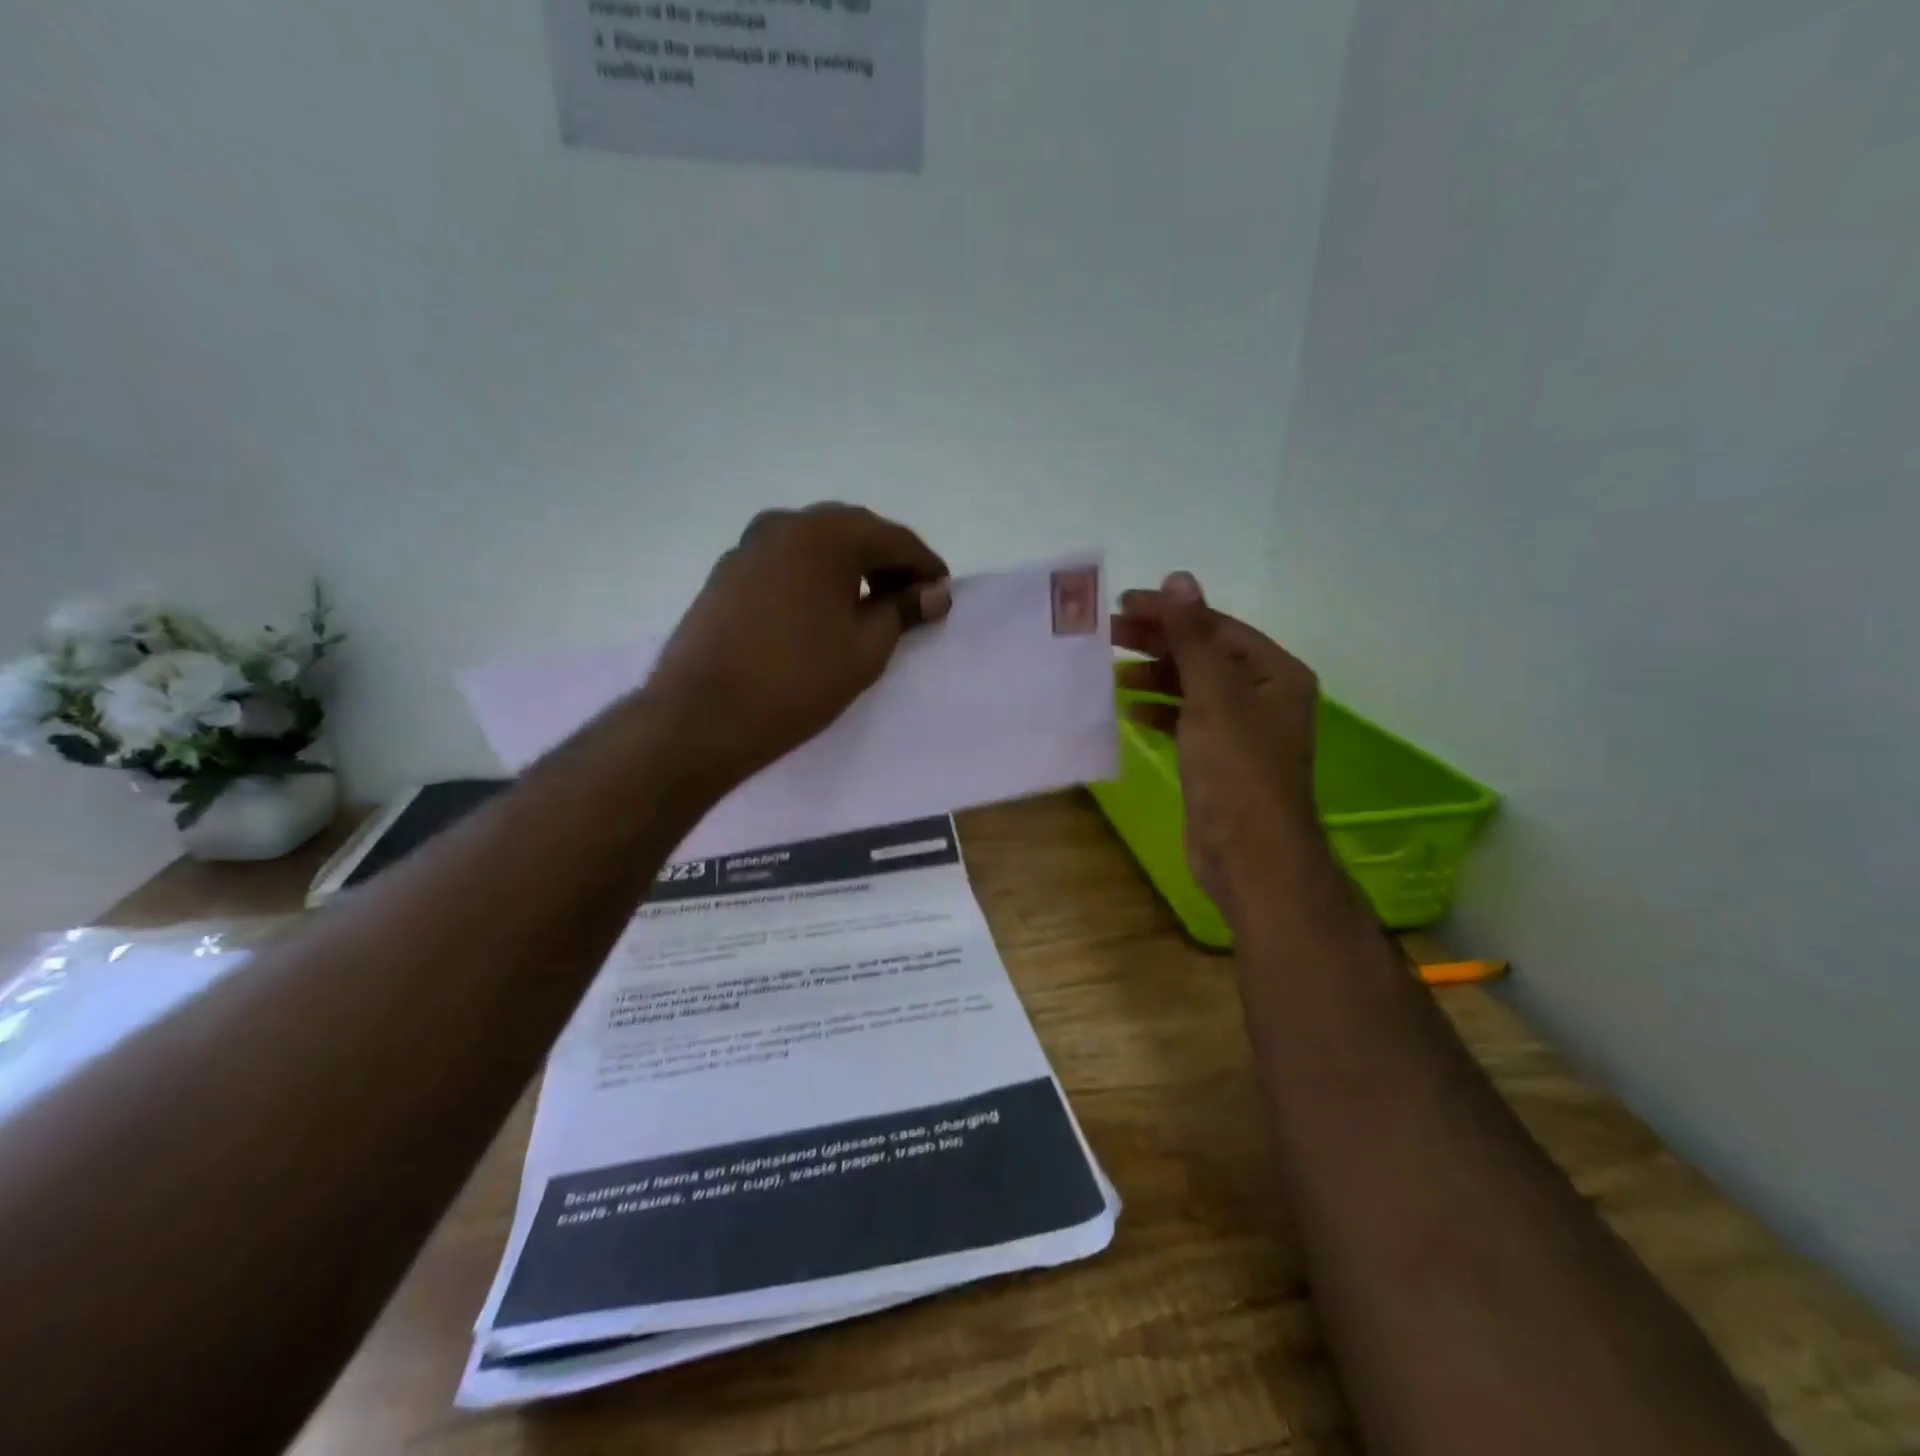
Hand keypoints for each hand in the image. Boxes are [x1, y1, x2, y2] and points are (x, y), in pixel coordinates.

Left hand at [646, 503, 951, 784]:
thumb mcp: (865, 649)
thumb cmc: (797, 681)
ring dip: (849, 568)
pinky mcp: (727, 572)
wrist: (703, 716)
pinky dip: (814, 577)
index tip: (942, 595)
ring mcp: (750, 546)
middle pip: (853, 533)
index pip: (893, 539)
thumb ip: (903, 611)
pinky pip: (786, 562)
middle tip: (909, 601)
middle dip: (887, 563)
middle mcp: (785, 524)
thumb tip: (935, 592)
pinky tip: (821, 611)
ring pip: (816, 545)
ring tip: (868, 608)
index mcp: (826, 535)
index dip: (925, 566)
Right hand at [1112, 573, 1323, 920]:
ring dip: (1155, 676)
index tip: (1122, 605)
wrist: (1250, 855)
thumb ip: (1193, 637)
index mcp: (1275, 673)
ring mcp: (1241, 731)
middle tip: (1108, 633)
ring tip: (1113, 670)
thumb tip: (1179, 578)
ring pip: (1192, 688)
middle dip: (1158, 642)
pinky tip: (1130, 711)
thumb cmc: (1237, 770)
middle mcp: (1262, 696)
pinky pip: (1186, 722)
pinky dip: (1160, 712)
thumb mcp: (1214, 695)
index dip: (1170, 613)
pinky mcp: (1218, 760)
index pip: (1216, 627)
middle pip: (1204, 654)